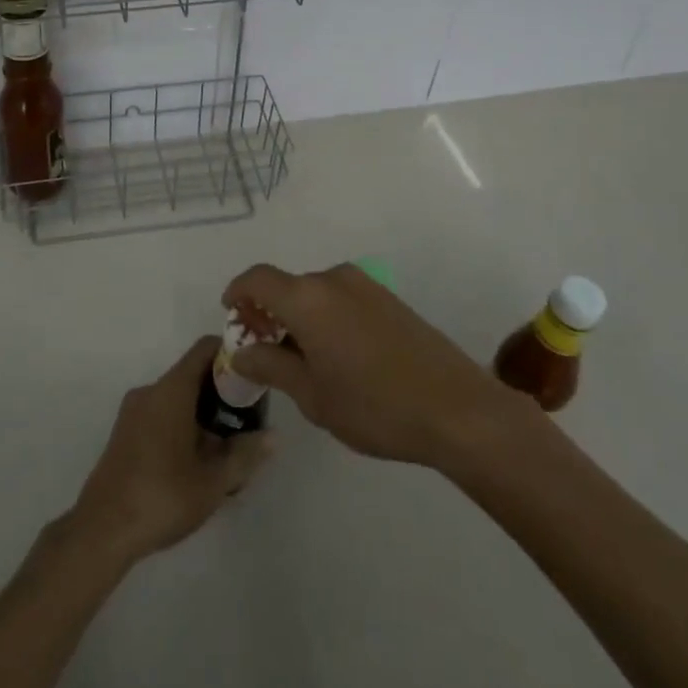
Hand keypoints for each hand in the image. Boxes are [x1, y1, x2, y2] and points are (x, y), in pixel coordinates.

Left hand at [67, 337, 274, 566]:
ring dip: (203, 414)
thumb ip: (245, 454)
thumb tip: (274, 436)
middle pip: (192, 374)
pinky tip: (198, 463)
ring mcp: (134, 412)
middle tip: (248, 419)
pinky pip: (161, 415)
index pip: (204, 349)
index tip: (254, 372)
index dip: (231, 353)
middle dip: (222, 392)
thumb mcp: (213, 481)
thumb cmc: (162, 496)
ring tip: (228, 448)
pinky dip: (183, 426)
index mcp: (171, 389)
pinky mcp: (125, 433)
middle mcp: (150, 391)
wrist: (102, 531)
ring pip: (177, 398)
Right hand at [224, 263, 528, 470]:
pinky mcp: (388, 299)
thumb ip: (271, 367)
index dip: (237, 293)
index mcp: (307, 298)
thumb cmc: (374, 406)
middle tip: (263, 349)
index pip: (258, 279)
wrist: (457, 408)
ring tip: (300, 358)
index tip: (231, 317)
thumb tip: (241, 353)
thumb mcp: (312, 395)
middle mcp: (333, 279)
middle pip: (287, 286)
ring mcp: (365, 286)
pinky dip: (324, 316)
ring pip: (315, 292)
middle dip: (267, 311)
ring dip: (298, 315)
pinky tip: (336, 355)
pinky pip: (341, 298)